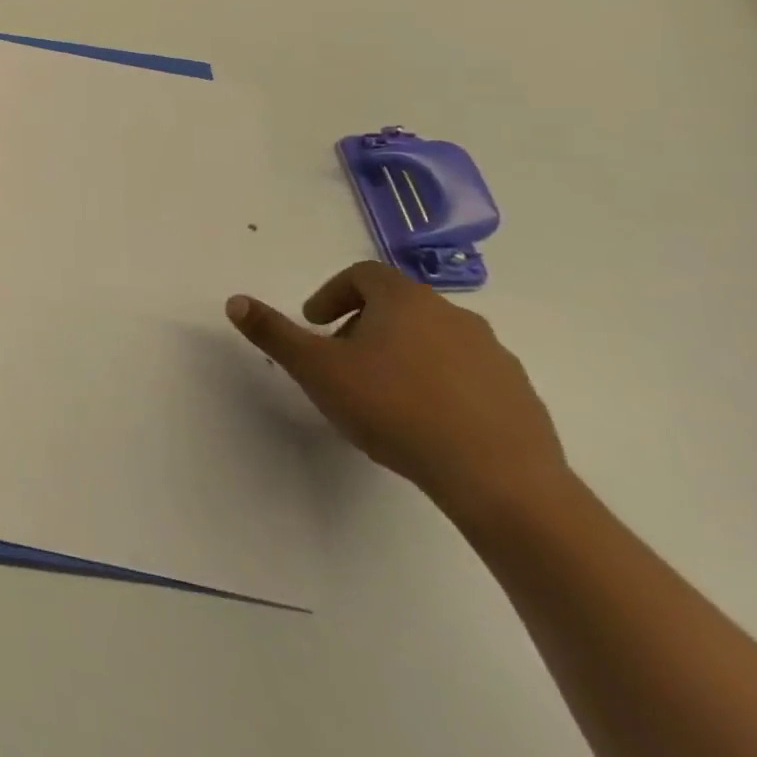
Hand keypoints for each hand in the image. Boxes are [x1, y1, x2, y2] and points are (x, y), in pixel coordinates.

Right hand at [226, 261, 567, 519]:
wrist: (501, 482)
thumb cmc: (395, 409)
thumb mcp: (316, 369)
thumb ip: (273, 332)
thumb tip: (235, 301)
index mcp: (405, 300)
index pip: (363, 274)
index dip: (332, 294)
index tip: (316, 324)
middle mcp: (454, 316)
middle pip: (399, 306)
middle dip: (364, 326)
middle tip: (341, 361)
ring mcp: (494, 357)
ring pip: (434, 340)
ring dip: (403, 355)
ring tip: (382, 395)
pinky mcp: (520, 397)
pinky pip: (468, 376)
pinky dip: (440, 385)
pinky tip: (426, 422)